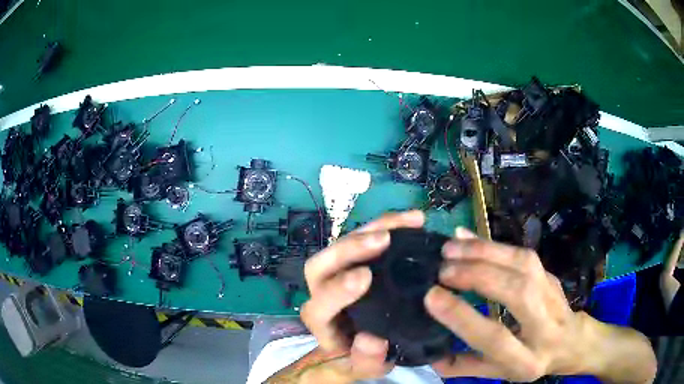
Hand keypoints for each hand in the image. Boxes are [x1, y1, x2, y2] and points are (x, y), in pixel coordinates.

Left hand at [298, 210, 424, 381]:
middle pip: (320, 265)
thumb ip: (366, 361)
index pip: (319, 306)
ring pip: (343, 243)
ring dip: (373, 228)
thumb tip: (373, 339)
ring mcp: (337, 271)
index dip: (338, 290)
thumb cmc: (359, 354)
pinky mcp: (353, 259)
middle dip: (350, 249)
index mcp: (322, 321)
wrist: (357, 341)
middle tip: (383, 239)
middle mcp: (322, 292)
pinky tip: (412, 220)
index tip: (365, 277)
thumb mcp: (366, 367)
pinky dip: (387, 225)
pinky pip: (364, 236)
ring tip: (408, 221)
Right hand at [424, 228, 598, 380]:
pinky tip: (471, 240)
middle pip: (517, 293)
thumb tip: (431, 355)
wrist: (571, 342)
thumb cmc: (532, 361)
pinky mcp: (551, 275)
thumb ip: (466, 367)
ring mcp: (553, 295)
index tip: (432, 297)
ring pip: (524, 266)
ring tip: (452, 249)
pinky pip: (524, 254)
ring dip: (485, 253)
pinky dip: (495, 245)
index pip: (495, 338)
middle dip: (478, 276)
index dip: (463, 317)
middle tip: (442, 269)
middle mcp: (545, 326)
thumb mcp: (500, 374)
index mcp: (527, 360)